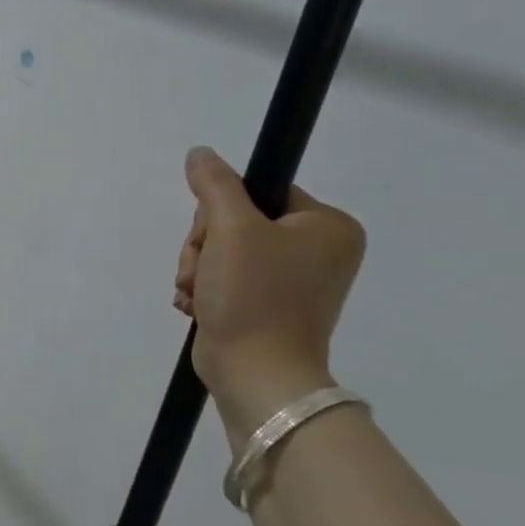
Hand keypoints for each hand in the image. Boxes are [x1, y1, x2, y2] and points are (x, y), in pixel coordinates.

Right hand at [174, 146, 366, 441]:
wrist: (255, 372)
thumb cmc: (254, 295)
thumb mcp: (231, 228)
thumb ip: (214, 184)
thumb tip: (200, 153)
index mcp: (327, 227)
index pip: (259, 192)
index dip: (222, 211)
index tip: (215, 237)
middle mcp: (317, 250)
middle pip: (234, 222)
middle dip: (204, 246)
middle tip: (205, 270)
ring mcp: (291, 280)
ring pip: (221, 251)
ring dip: (197, 269)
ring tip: (200, 294)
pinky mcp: (266, 304)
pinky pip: (223, 278)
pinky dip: (204, 289)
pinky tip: (199, 306)